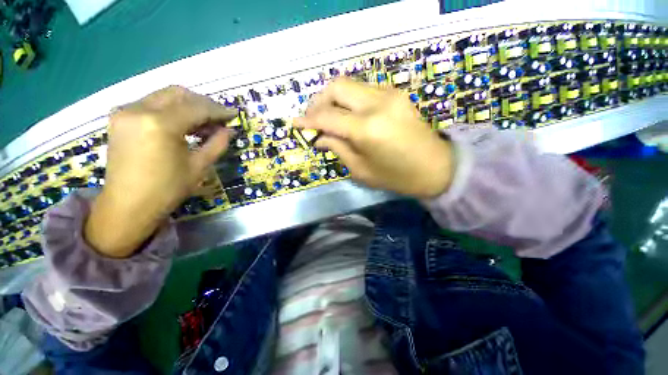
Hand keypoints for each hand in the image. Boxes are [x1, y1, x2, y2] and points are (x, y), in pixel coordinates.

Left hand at [85, 86, 236, 257]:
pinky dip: (171, 109)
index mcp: (160, 124)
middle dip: (203, 103)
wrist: (127, 205)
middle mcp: (138, 109)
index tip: (234, 114)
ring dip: (188, 106)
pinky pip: (151, 103)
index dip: (218, 110)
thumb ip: (217, 144)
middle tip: (219, 119)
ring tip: (204, 124)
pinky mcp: (120, 117)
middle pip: (178, 94)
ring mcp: (125, 111)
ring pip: (164, 96)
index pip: (196, 107)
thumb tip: (229, 130)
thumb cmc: (167, 189)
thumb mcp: (199, 166)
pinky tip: (183, 124)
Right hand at [294, 78, 453, 198]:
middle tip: (312, 118)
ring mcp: (389, 94)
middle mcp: (377, 104)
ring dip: (333, 98)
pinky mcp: (396, 94)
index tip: (294, 123)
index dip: (308, 120)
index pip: (327, 117)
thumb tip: (319, 137)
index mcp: (366, 129)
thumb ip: (337, 148)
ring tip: (328, 117)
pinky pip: (363, 89)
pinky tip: (348, 114)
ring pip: (350, 84)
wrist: (435, 167)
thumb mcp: (361, 170)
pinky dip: (349, 99)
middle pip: (336, 87)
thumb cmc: (396, 176)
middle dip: (318, 101)